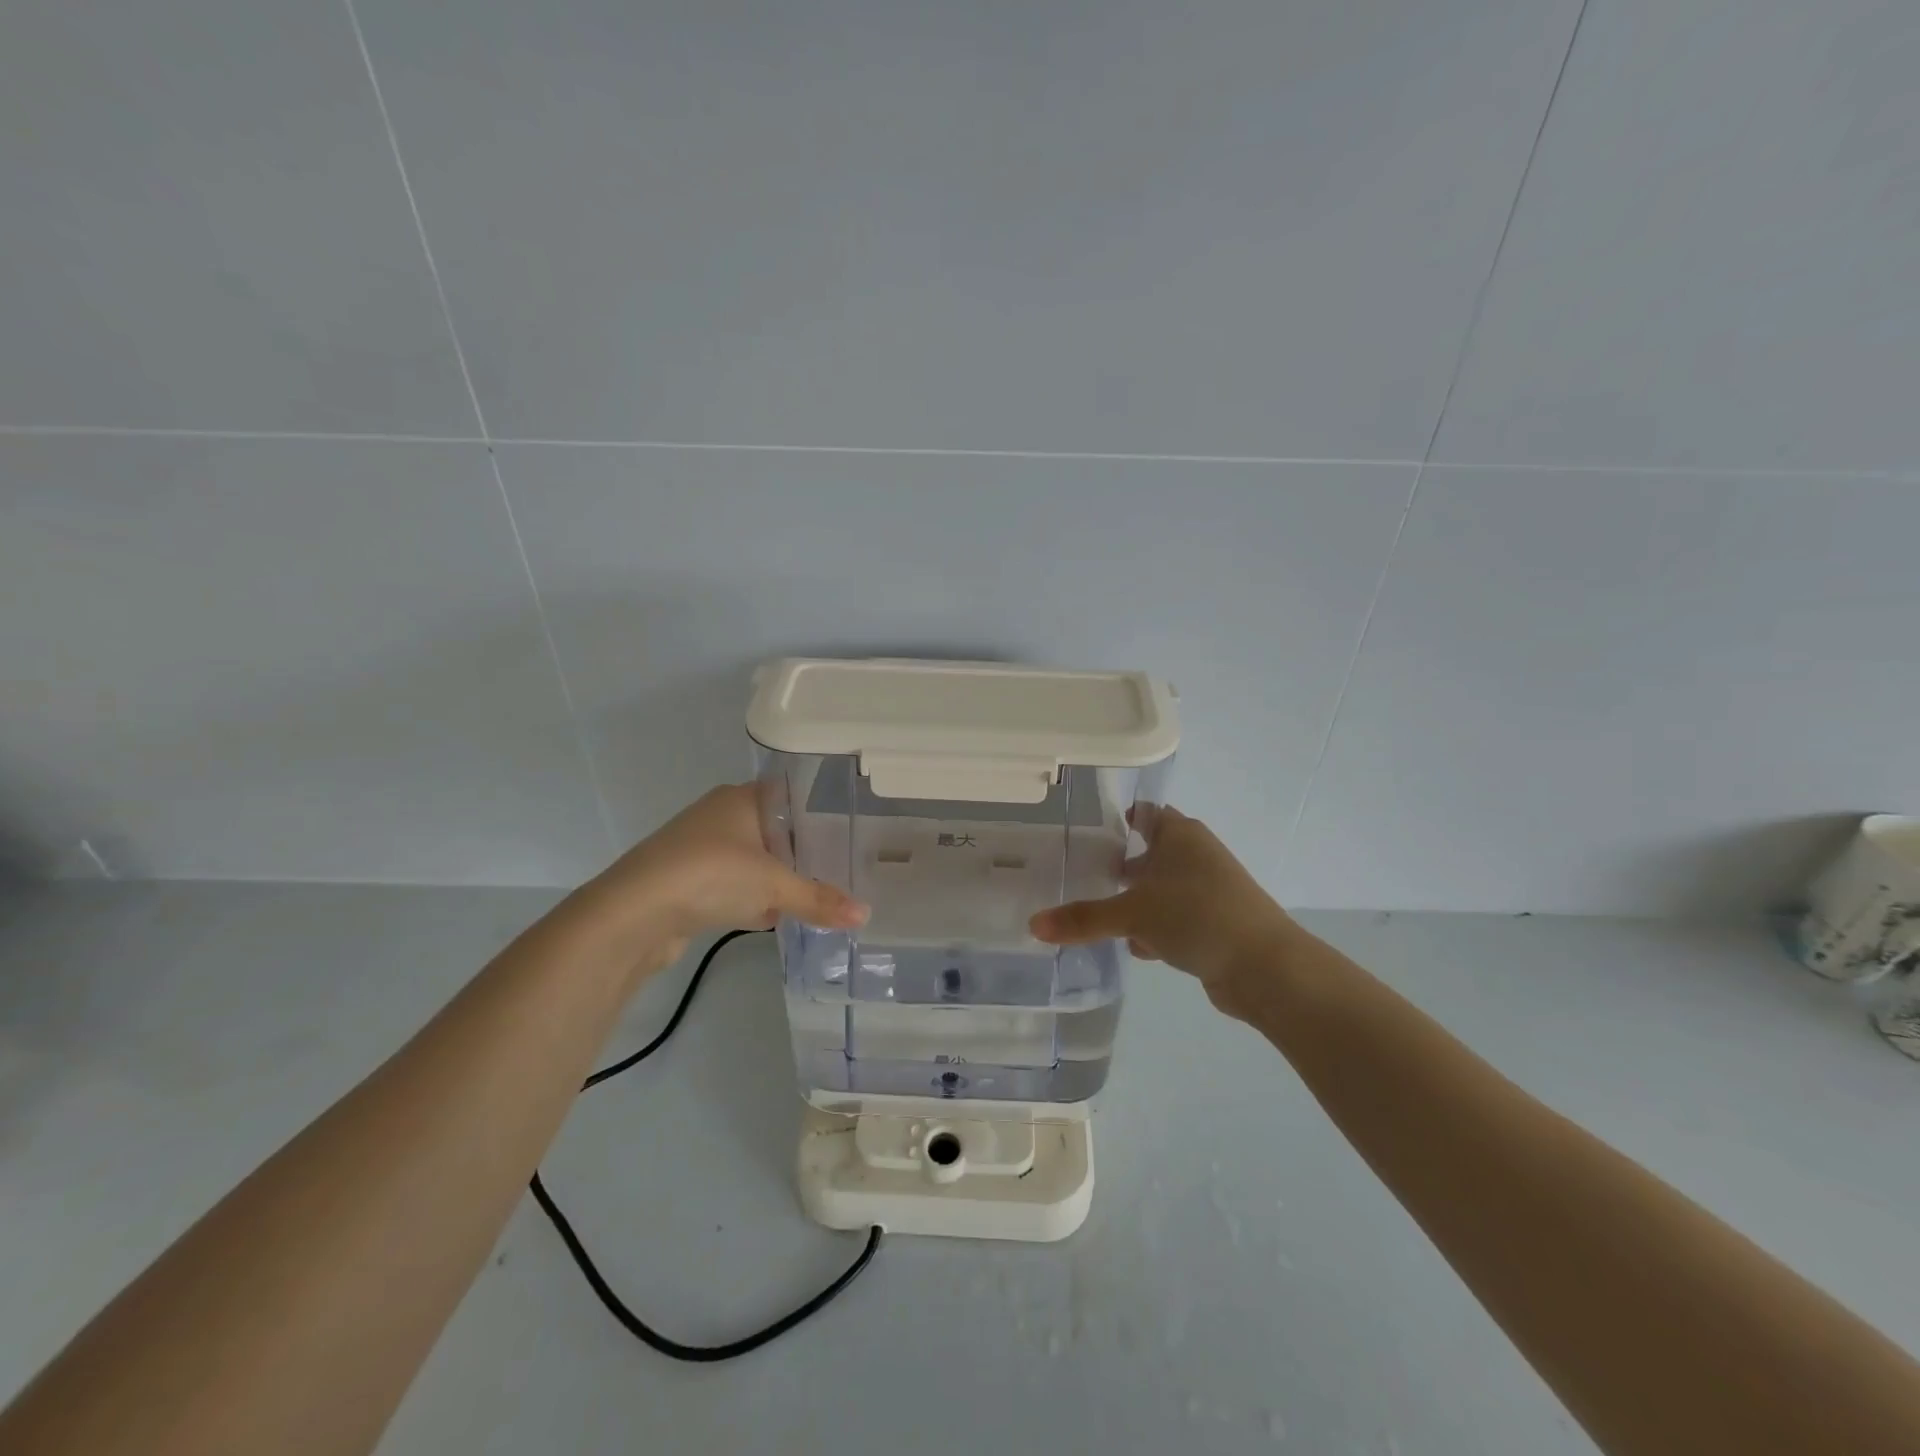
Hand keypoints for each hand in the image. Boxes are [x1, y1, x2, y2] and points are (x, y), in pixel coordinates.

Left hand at [582, 784, 867, 973]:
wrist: (633, 914)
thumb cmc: (711, 876)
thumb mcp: (774, 886)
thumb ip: (819, 899)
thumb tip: (866, 915)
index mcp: (741, 798)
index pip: (789, 794)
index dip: (818, 811)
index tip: (847, 831)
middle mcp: (719, 816)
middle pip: (773, 830)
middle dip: (801, 852)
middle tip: (840, 867)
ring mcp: (700, 849)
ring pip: (752, 860)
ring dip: (775, 879)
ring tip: (814, 894)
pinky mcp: (687, 881)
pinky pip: (732, 885)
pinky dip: (751, 899)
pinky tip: (774, 918)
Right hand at [1028, 804, 1300, 1019]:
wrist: (1266, 967)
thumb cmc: (1197, 916)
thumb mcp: (1133, 914)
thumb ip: (1083, 919)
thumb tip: (1033, 925)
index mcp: (1181, 835)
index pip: (1146, 814)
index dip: (1120, 819)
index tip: (1089, 833)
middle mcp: (1197, 855)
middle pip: (1151, 853)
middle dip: (1122, 868)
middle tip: (1084, 877)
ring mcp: (1210, 891)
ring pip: (1163, 890)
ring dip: (1138, 903)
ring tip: (1103, 918)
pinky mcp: (1217, 923)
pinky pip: (1176, 918)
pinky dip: (1157, 929)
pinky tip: (1137, 948)